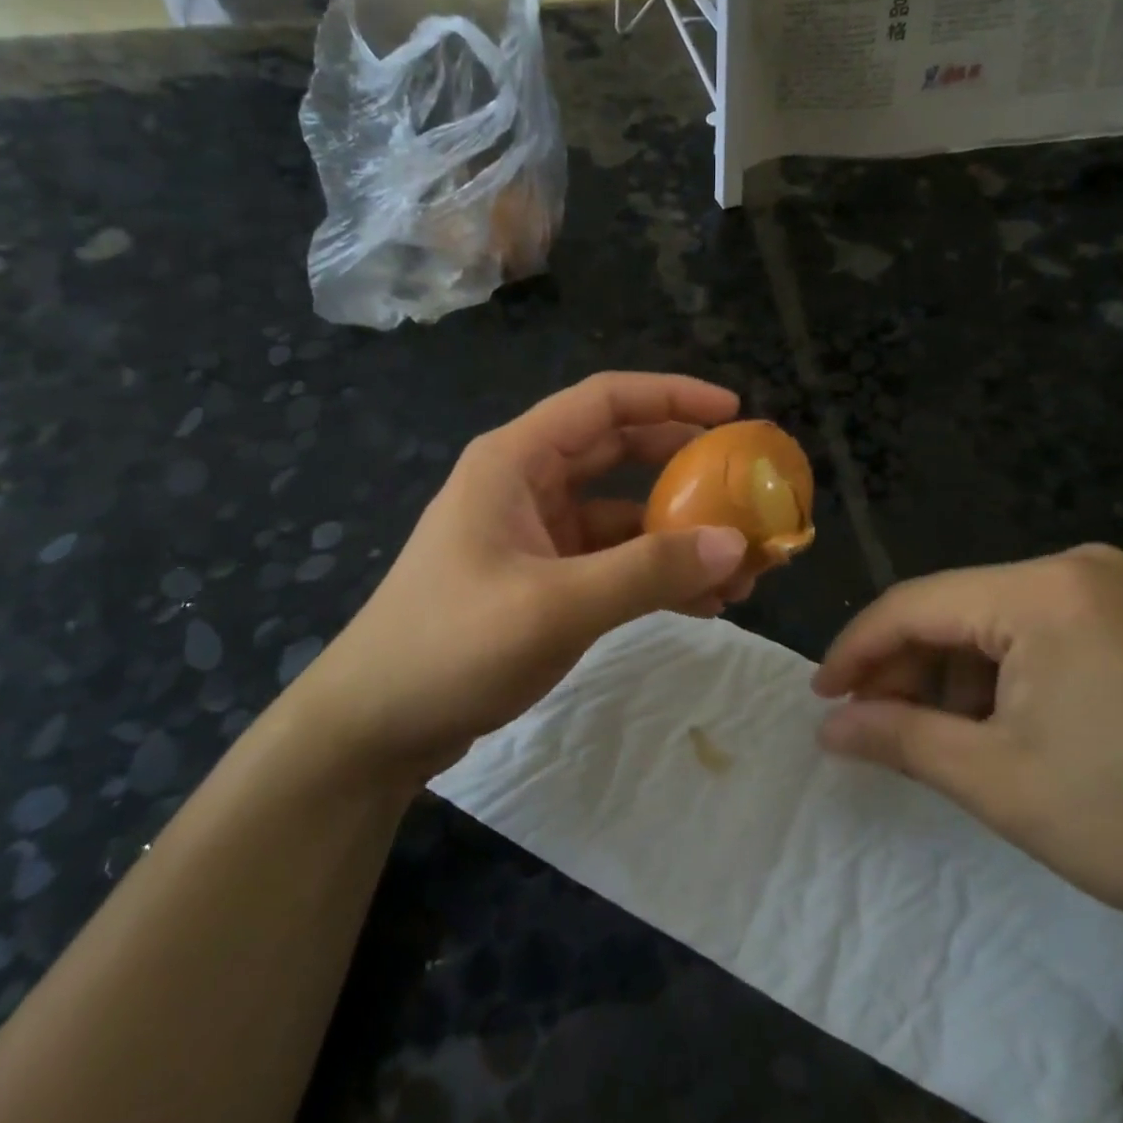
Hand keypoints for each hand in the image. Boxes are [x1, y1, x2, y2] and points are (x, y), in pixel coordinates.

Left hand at [291, 373, 755, 784]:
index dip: (672, 396)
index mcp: (516, 460)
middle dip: (686, 468)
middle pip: (620, 451)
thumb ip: (647, 572)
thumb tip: (736, 543)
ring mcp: (537, 534)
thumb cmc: (450, 646)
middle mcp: (528, 484)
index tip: (734, 412)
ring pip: (623, 513)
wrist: (375, 726)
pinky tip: (704, 602)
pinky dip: (656, 574)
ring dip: (679, 533)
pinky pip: (613, 561)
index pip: (604, 401)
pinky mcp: (545, 579)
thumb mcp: (555, 605)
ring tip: (742, 566)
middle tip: (746, 487)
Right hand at [812, 545, 1122, 998]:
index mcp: (1044, 591)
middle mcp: (1078, 568)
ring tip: (925, 732)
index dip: (858, 649)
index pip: (916, 604)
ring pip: (993, 622)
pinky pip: (1037, 633)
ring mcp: (1114, 590)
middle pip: (955, 609)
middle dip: (905, 667)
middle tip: (867, 721)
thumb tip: (827, 725)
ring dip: (950, 675)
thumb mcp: (997, 780)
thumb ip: (898, 738)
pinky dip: (999, 675)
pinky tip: (988, 722)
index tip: (822, 694)